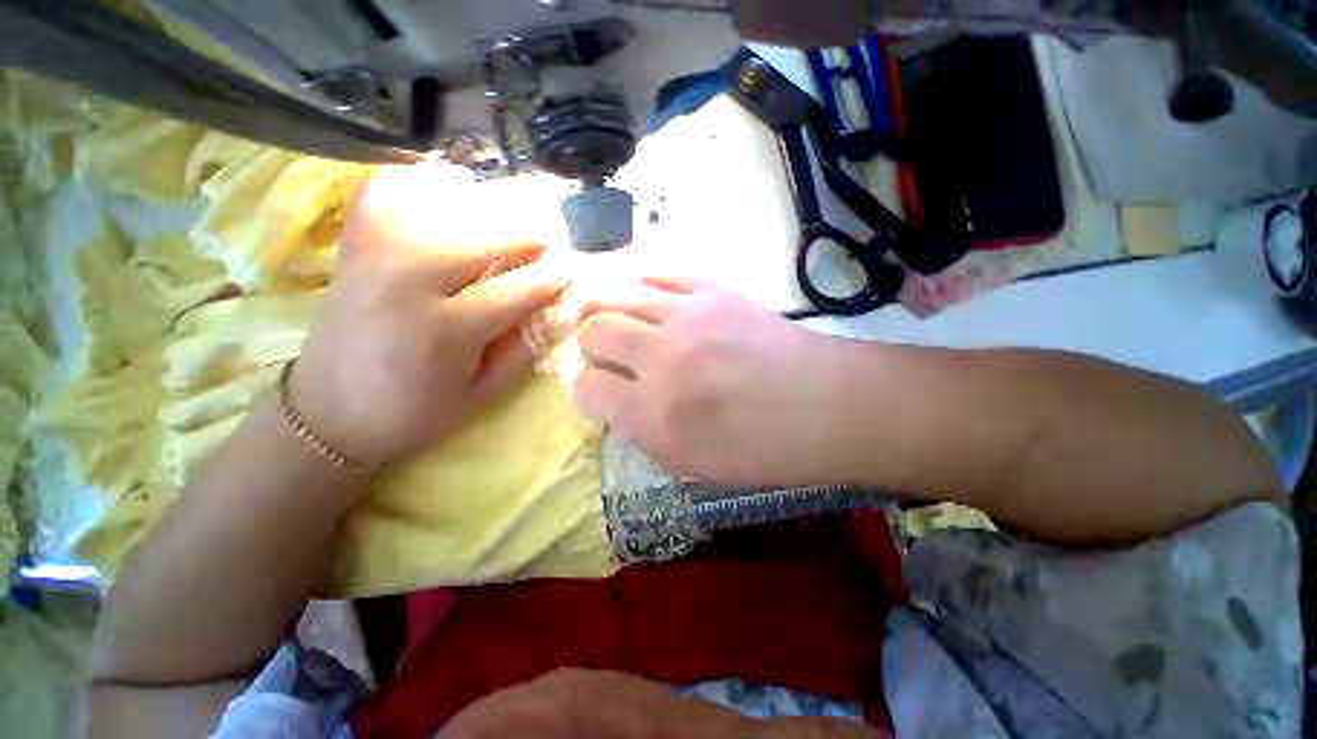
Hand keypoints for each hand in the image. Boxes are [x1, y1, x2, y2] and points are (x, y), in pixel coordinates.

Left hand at [292, 165, 565, 466]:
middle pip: (479, 241)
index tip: (570, 269)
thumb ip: (519, 352)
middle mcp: (407, 284)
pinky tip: (443, 180)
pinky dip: (412, 178)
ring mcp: (374, 259)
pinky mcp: (354, 250)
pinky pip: (381, 196)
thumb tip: (551, 313)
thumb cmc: (412, 414)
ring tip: (512, 211)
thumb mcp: (480, 396)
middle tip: (550, 235)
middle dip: (524, 235)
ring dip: (484, 207)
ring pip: (439, 212)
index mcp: (443, 331)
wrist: (327, 415)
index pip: (512, 290)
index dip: (548, 278)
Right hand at [572, 276, 843, 485]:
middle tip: (609, 355)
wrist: (826, 404)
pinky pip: (656, 272)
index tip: (604, 394)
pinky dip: (640, 284)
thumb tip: (617, 399)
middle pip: (592, 331)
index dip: (589, 392)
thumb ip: (642, 431)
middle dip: (591, 346)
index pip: (587, 388)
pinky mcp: (712, 289)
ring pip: (612, 294)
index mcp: (656, 415)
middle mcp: (663, 359)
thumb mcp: (693, 464)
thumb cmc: (764, 449)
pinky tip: (648, 300)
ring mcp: (688, 316)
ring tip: (618, 321)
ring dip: (606, 310)